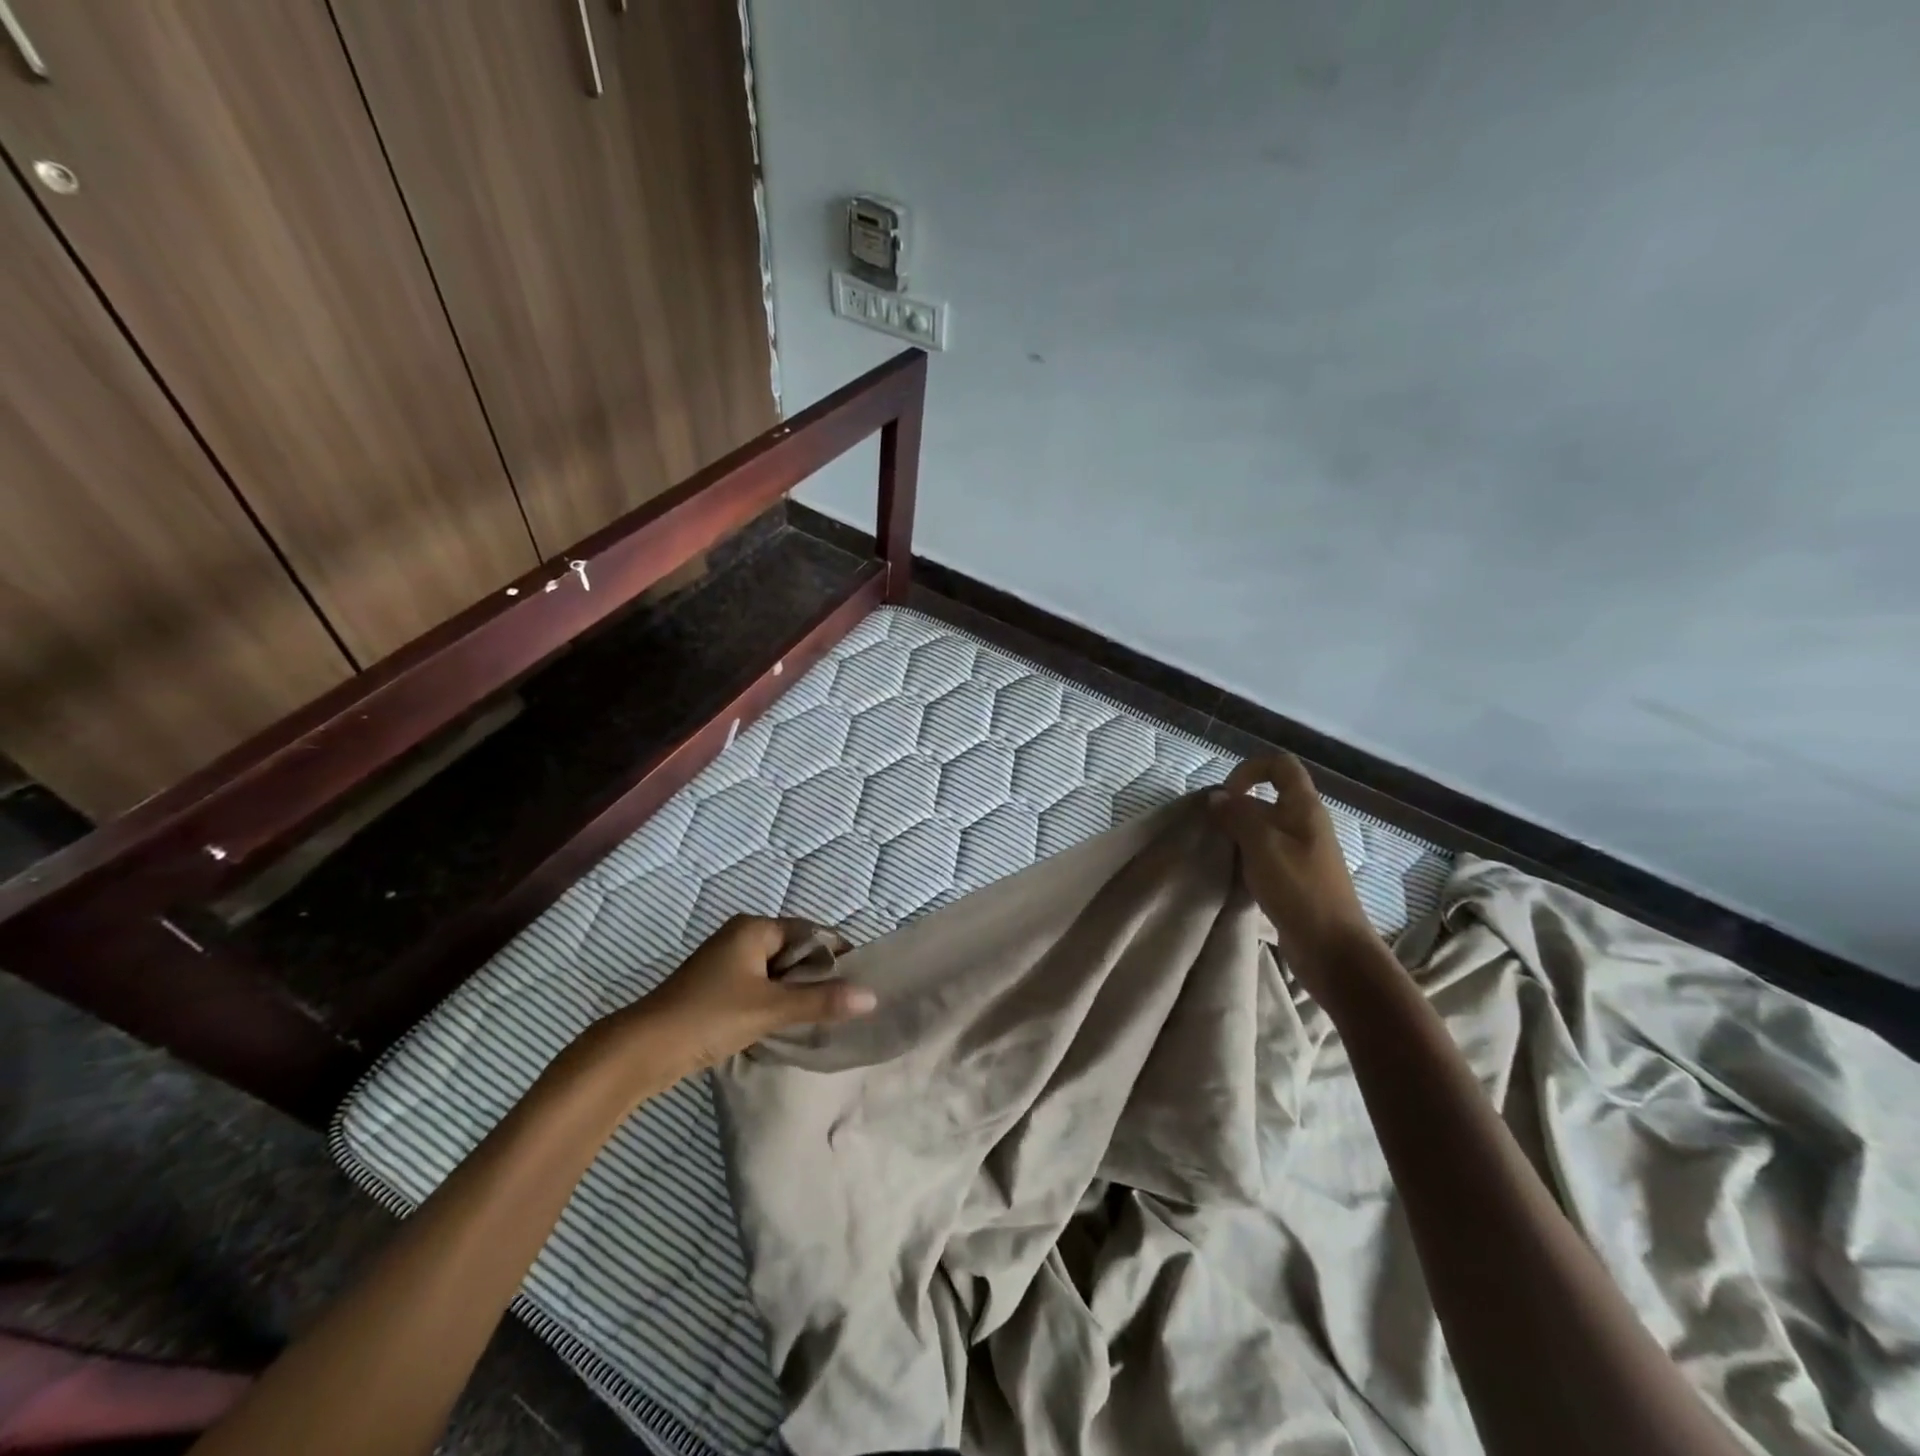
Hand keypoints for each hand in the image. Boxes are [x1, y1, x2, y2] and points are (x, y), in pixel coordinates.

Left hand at [629, 915, 876, 1073]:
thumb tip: (871, 997)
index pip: (809, 931)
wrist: (641, 1051)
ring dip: (797, 992)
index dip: (836, 952)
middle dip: (817, 975)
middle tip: (846, 1001)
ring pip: (777, 972)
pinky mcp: (717, 989)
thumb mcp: (770, 1008)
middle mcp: (740, 937)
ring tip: (824, 1015)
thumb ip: (821, 1001)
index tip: (860, 978)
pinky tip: (790, 1024)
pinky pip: (760, 987)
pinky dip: (777, 1002)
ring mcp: (726, 964)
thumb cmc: (708, 1016)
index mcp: (753, 928)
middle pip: (793, 950)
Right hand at [1207, 754, 1376, 970]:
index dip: (1250, 770)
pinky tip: (1232, 875)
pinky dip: (1246, 859)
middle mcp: (1305, 824)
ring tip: (1218, 852)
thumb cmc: (1299, 888)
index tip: (1227, 795)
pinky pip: (1265, 856)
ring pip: (1263, 829)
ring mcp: (1301, 853)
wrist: (1332, 948)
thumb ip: (1237, 816)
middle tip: (1212, 828)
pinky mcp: (1295, 879)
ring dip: (1238, 835)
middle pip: (1267, 798)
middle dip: (1236, 807)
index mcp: (1304, 808)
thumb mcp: (1261, 845)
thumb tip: (1216, 797)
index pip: (1280, 765)